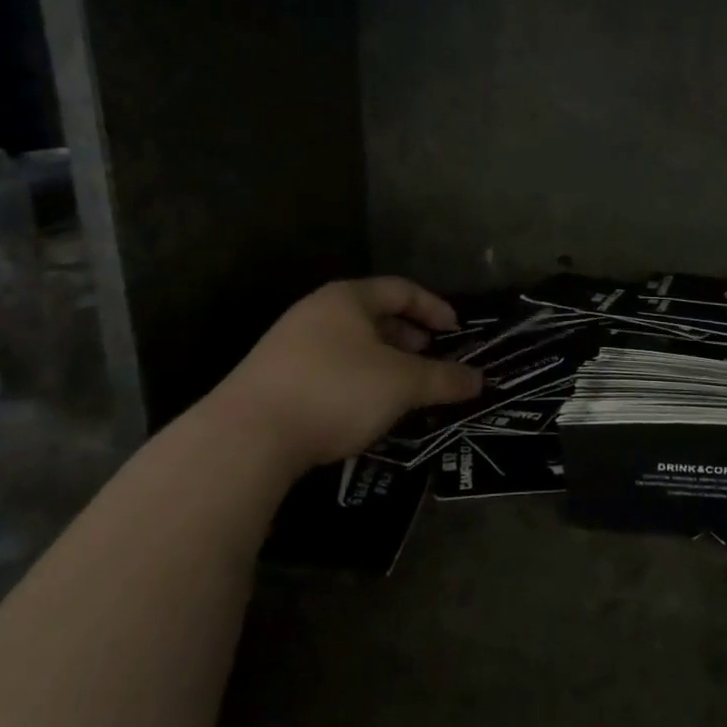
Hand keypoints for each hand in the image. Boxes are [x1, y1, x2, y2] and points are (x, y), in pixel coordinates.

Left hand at [210, 277, 481, 468]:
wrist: (246, 437)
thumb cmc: (336, 391)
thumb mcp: (402, 384)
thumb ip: (444, 378)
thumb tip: (479, 380)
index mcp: (347, 299)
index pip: (401, 289)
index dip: (433, 307)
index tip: (456, 332)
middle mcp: (316, 313)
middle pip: (374, 315)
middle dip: (408, 336)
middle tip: (430, 359)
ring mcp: (290, 345)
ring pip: (351, 344)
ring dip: (384, 362)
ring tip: (403, 388)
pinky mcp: (275, 380)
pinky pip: (330, 368)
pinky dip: (358, 380)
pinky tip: (366, 409)